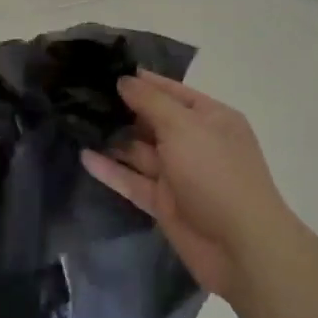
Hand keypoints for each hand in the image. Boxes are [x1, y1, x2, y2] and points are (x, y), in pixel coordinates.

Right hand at [81, 71, 294, 299]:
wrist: (241, 247)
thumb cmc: (216, 174)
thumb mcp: (184, 127)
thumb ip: (151, 102)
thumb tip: (125, 80)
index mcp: (210, 119)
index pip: (172, 91)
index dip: (142, 81)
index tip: (106, 70)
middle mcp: (195, 143)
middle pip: (153, 121)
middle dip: (122, 109)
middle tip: (81, 96)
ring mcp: (179, 174)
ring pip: (140, 152)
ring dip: (113, 139)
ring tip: (76, 123)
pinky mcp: (164, 203)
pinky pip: (133, 180)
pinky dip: (111, 170)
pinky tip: (84, 156)